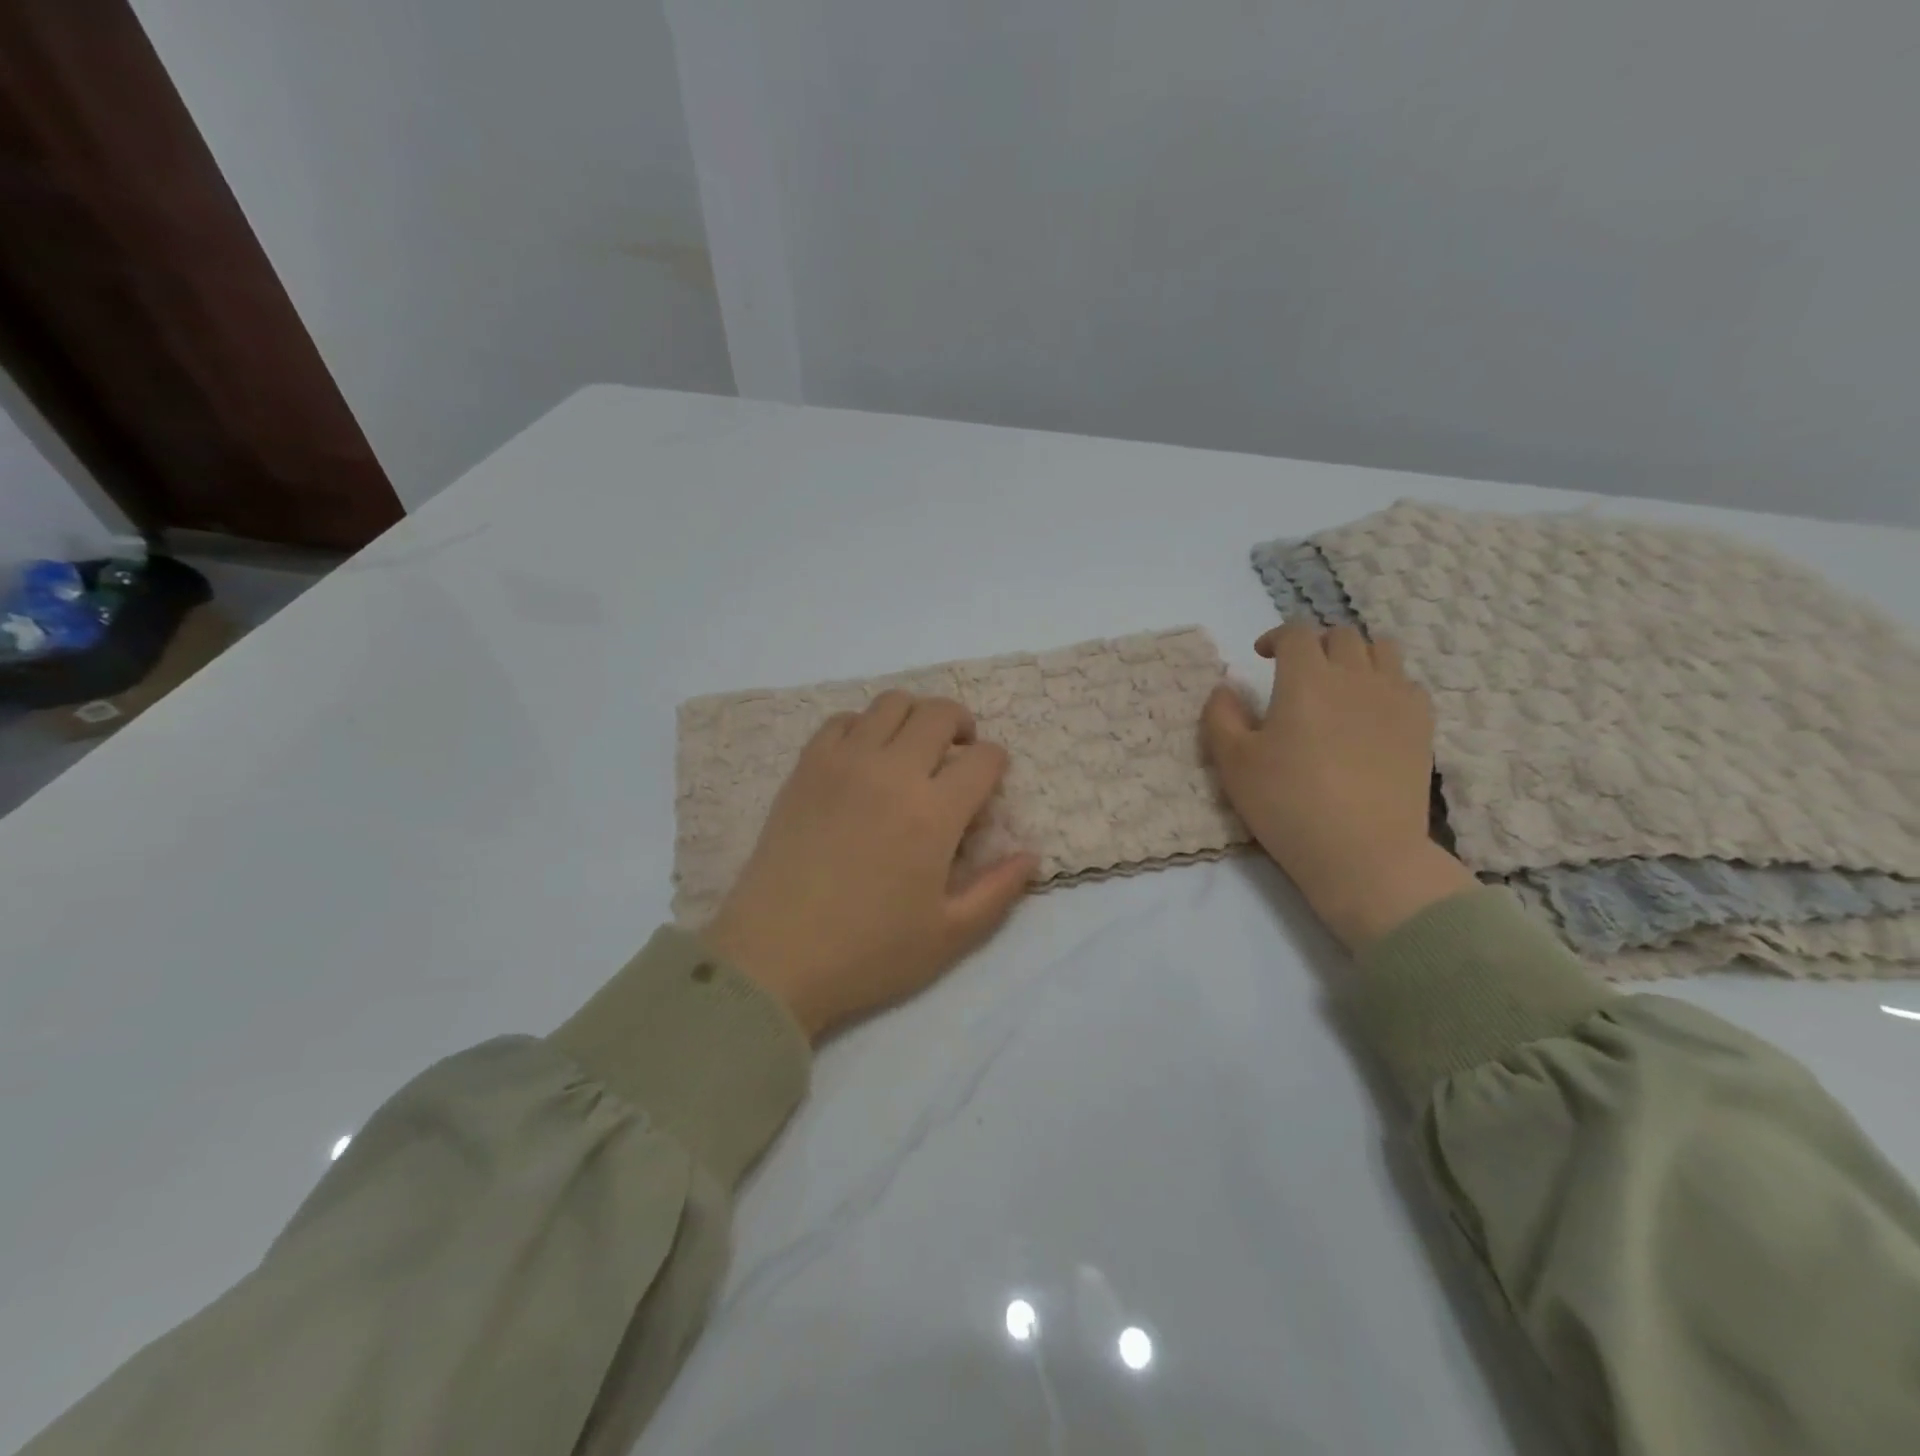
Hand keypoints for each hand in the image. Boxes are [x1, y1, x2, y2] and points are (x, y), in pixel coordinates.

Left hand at [702, 690, 1039, 1038]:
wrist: (775, 956)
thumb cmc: (868, 952)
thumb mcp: (949, 935)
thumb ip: (998, 890)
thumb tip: (1031, 854)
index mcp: (934, 813)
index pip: (983, 758)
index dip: (996, 764)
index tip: (988, 784)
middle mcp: (892, 772)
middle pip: (939, 713)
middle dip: (961, 725)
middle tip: (958, 754)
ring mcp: (844, 763)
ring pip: (890, 704)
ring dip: (914, 718)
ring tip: (912, 749)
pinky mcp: (806, 767)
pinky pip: (841, 720)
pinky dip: (863, 727)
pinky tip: (863, 759)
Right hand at [1202, 624, 1475, 951]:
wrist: (1362, 850)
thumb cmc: (1287, 803)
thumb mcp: (1233, 762)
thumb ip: (1221, 716)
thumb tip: (1225, 688)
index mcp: (1306, 678)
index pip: (1296, 633)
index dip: (1276, 637)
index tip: (1262, 656)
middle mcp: (1355, 676)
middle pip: (1341, 635)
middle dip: (1315, 644)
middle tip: (1298, 671)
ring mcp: (1395, 699)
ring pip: (1382, 651)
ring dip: (1356, 656)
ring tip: (1339, 684)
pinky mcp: (1422, 726)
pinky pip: (1407, 684)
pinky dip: (1387, 685)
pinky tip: (1372, 712)